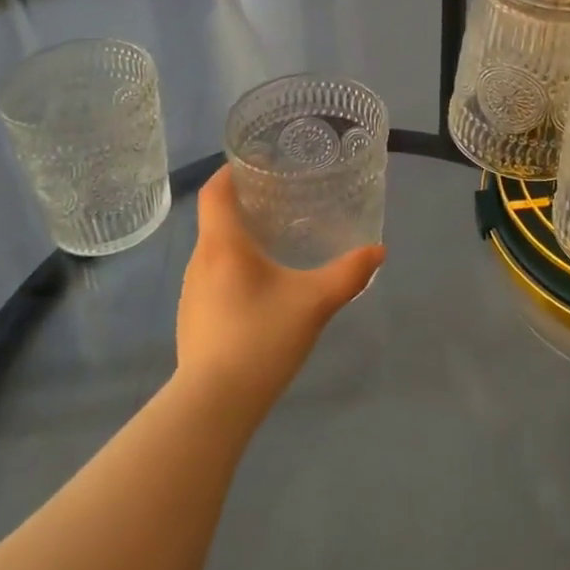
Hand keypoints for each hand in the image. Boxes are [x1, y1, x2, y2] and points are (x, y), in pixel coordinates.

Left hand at [175, 166, 384, 424]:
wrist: (213, 406)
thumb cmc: (261, 338)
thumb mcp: (314, 303)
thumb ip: (349, 274)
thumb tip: (378, 251)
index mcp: (223, 245)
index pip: (215, 191)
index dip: (231, 171)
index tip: (258, 163)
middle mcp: (200, 261)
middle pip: (216, 219)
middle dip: (244, 205)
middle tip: (281, 201)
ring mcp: (191, 293)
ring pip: (214, 251)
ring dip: (239, 240)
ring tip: (274, 241)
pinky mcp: (192, 320)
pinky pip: (213, 278)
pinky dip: (233, 269)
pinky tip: (259, 288)